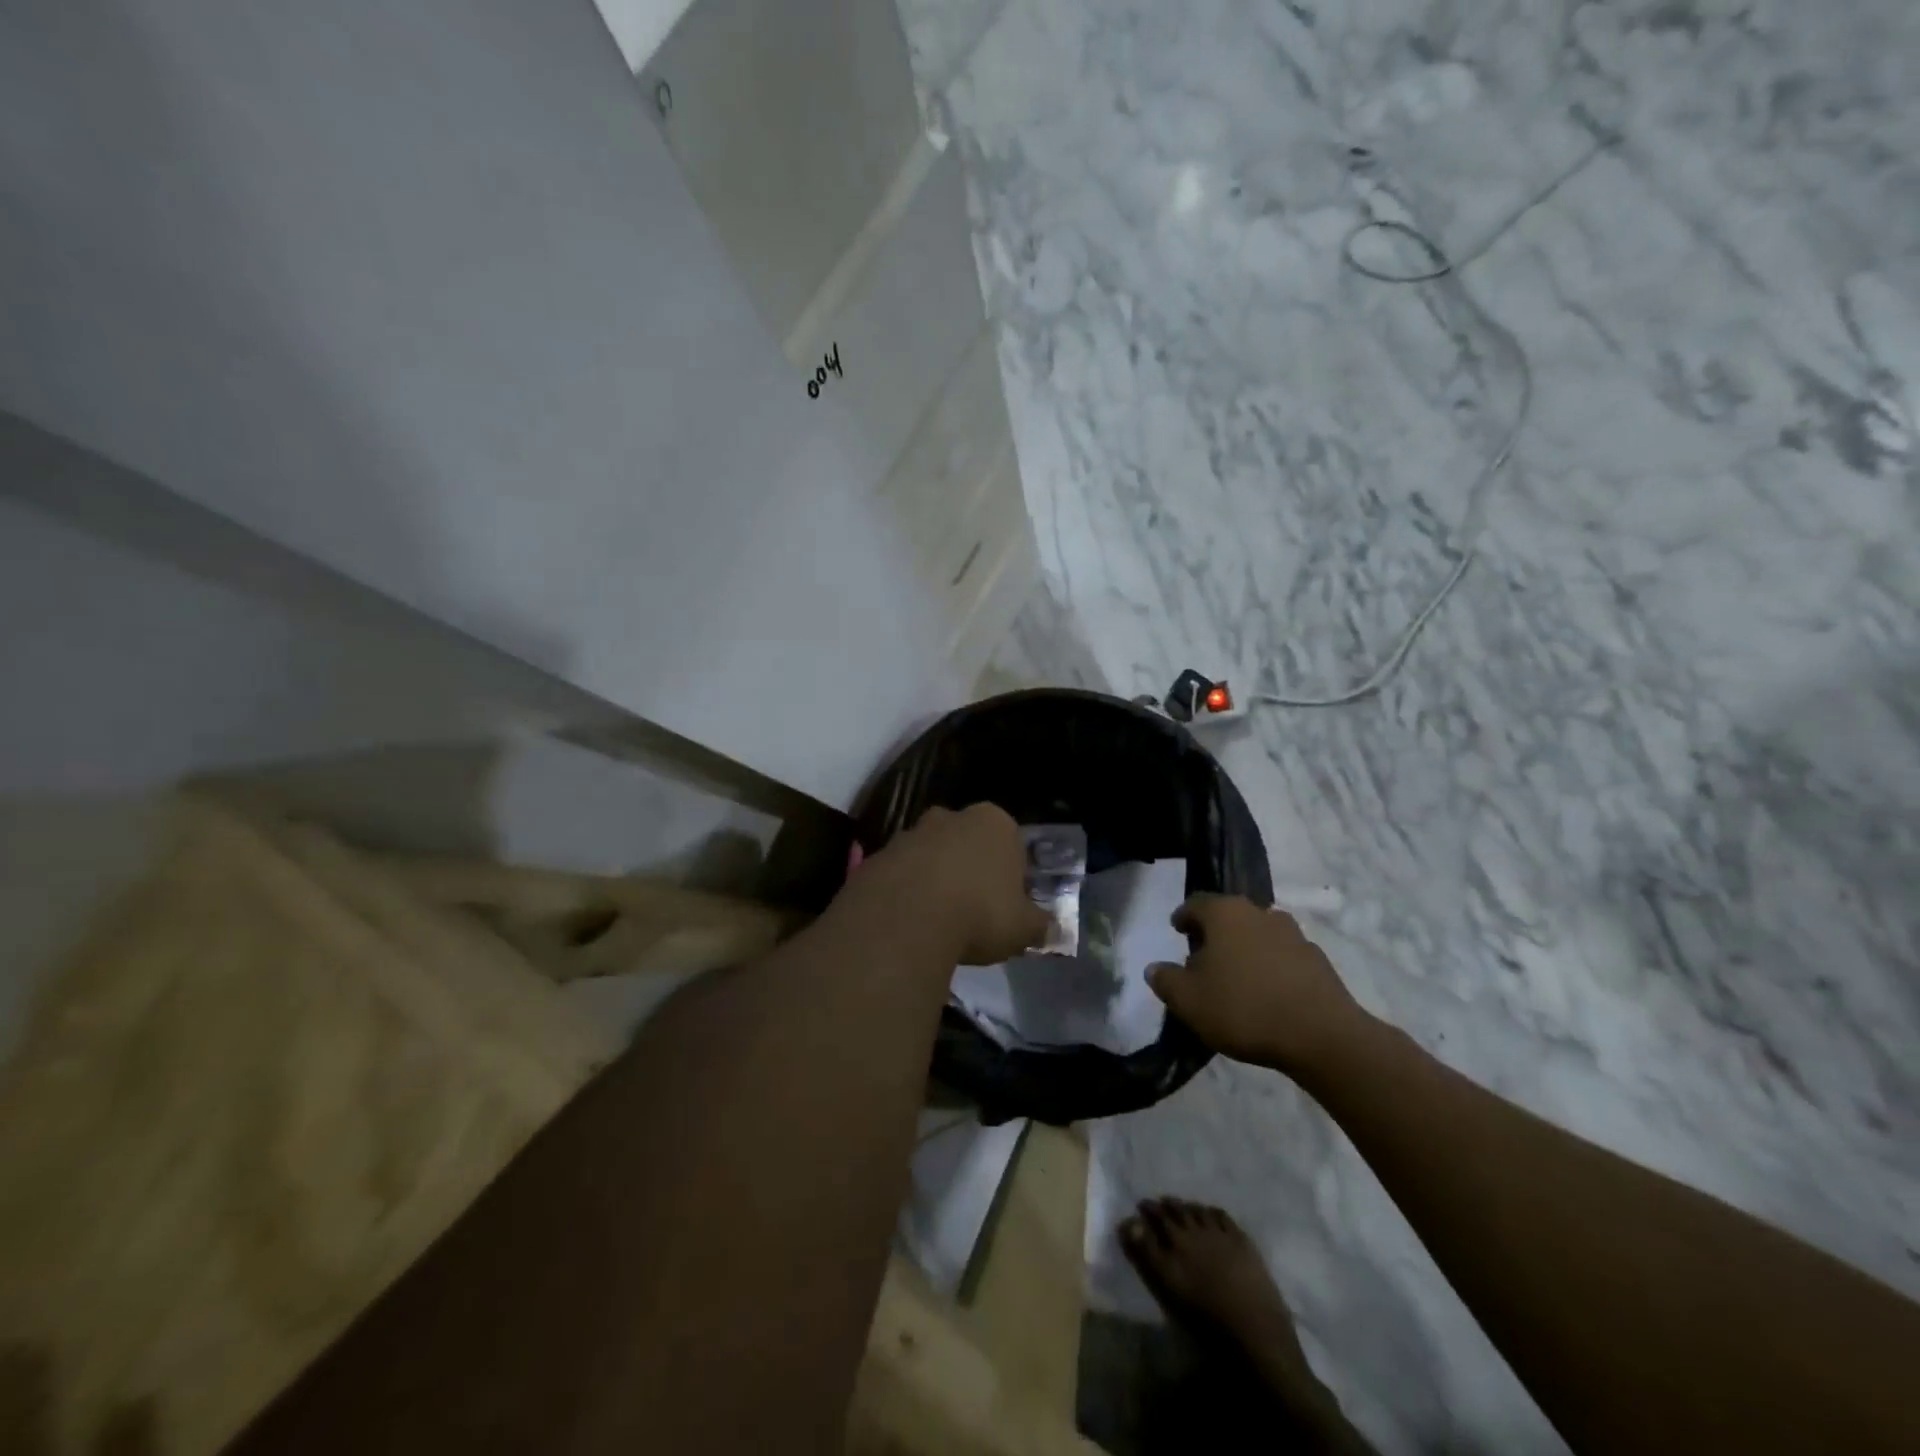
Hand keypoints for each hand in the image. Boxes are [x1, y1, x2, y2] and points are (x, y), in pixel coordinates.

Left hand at [848, 804, 1050, 966]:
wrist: (905, 919)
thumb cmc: (979, 913)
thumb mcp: (1023, 928)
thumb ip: (1039, 925)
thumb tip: (1051, 929)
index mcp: (995, 822)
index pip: (1011, 842)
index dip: (1011, 875)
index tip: (1007, 905)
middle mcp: (952, 817)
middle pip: (967, 842)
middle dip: (970, 869)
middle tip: (973, 910)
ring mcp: (911, 833)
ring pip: (931, 855)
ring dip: (935, 879)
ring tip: (938, 921)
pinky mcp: (878, 855)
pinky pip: (900, 874)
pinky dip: (905, 893)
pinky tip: (909, 923)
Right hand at [1148, 894, 1371, 1076]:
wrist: (1322, 1036)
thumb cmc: (1244, 1008)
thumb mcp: (1188, 1000)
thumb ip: (1165, 980)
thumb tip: (1154, 968)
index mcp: (1225, 913)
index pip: (1196, 903)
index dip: (1183, 917)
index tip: (1177, 931)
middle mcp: (1260, 912)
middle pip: (1229, 916)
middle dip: (1214, 933)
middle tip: (1202, 958)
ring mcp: (1293, 934)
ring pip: (1258, 934)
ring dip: (1245, 948)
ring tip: (1237, 977)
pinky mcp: (1318, 960)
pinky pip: (1284, 956)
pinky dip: (1271, 967)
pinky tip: (1268, 993)